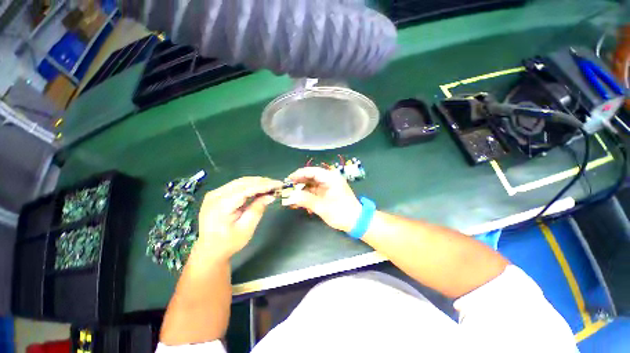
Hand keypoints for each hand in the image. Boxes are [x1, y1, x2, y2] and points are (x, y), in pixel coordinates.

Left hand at [197, 177, 282, 258]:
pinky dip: (250, 186)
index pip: (247, 189)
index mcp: (221, 205)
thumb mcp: (246, 229)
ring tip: (271, 185)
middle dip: (262, 182)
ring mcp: (215, 193)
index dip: (264, 185)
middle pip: (243, 182)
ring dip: (257, 182)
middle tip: (277, 184)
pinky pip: (236, 186)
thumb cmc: (228, 243)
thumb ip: (257, 209)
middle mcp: (215, 195)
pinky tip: (259, 188)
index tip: (279, 184)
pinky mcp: (217, 195)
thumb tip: (270, 196)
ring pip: (240, 182)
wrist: (209, 250)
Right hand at [288, 167, 361, 232]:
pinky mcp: (328, 193)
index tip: (288, 179)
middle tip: (288, 189)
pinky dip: (307, 195)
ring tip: (291, 196)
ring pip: (312, 185)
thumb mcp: (322, 207)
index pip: (312, 171)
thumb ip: (306, 200)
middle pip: (311, 177)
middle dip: (299, 183)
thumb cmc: (341, 213)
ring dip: (302, 190)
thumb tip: (291, 196)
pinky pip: (315, 191)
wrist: (356, 222)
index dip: (299, 174)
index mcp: (330, 178)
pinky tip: (299, 201)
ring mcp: (328, 186)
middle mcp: (329, 179)